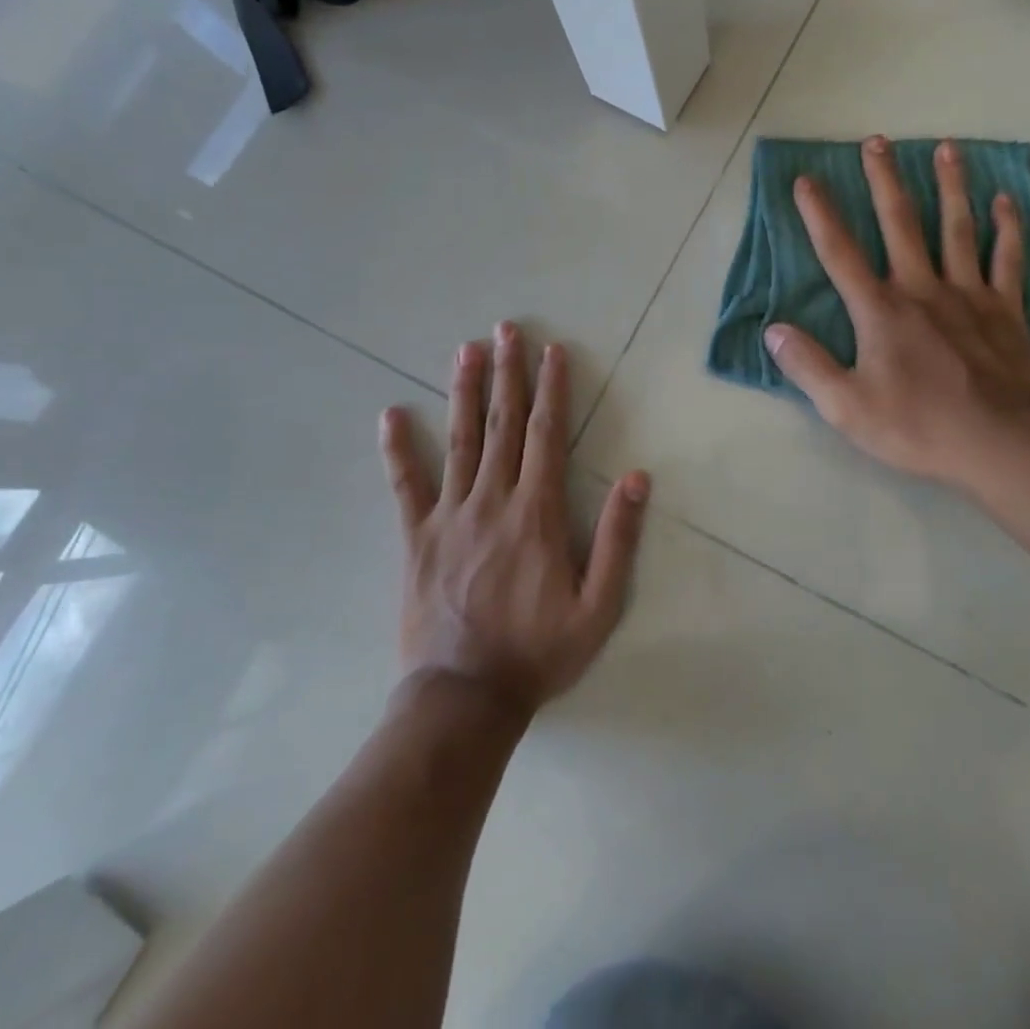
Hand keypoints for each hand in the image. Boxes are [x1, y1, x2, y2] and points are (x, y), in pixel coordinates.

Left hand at [380, 323, 650, 715]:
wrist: (464, 698)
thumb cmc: (539, 652)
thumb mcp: (599, 605)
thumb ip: (618, 539)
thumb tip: (637, 478)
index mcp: (536, 513)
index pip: (546, 435)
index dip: (551, 390)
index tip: (552, 351)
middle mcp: (492, 501)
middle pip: (502, 425)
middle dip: (507, 373)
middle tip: (507, 329)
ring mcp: (449, 516)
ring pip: (459, 441)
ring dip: (464, 392)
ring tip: (465, 350)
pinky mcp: (417, 538)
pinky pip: (406, 486)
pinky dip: (398, 450)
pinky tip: (391, 415)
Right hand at [764, 136, 1029, 494]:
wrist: (1001, 443)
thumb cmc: (918, 426)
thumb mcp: (846, 407)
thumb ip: (808, 366)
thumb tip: (773, 331)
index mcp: (880, 311)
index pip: (840, 254)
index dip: (820, 215)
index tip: (806, 179)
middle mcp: (922, 289)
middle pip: (899, 224)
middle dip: (884, 180)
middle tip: (877, 140)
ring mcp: (969, 295)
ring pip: (957, 228)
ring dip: (950, 185)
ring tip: (947, 147)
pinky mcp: (1006, 309)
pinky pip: (1008, 259)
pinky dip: (1008, 227)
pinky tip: (1006, 200)